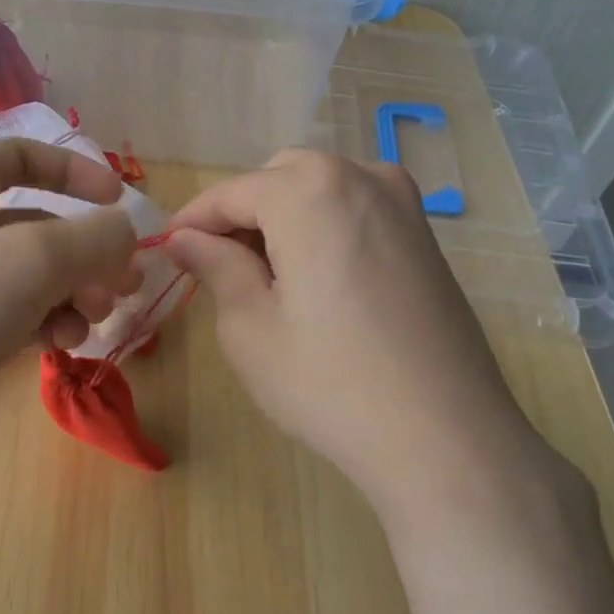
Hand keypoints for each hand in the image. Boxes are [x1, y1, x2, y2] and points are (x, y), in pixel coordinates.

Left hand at [0, 139, 138, 464]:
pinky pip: (8, 317)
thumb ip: (93, 240)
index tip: (120, 203)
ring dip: (70, 295)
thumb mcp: (30, 260)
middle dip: (86, 254)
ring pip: (27, 277)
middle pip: (37, 225)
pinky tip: (59, 347)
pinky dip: (40, 325)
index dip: (77, 172)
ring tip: (89, 325)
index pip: (25, 156)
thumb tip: (125, 234)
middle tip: (122, 289)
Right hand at [164, 150, 535, 513]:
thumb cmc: (330, 382)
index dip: (194, 220)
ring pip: (322, 189)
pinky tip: (317, 280)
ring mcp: (403, 204)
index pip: (233, 192)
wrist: (445, 436)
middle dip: (243, 213)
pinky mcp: (425, 237)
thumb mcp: (250, 327)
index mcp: (310, 191)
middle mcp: (362, 177)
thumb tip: (186, 238)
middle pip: (280, 177)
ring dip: (284, 218)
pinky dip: (324, 228)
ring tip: (266, 277)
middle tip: (219, 267)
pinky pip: (357, 210)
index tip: (168, 248)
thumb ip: (215, 266)